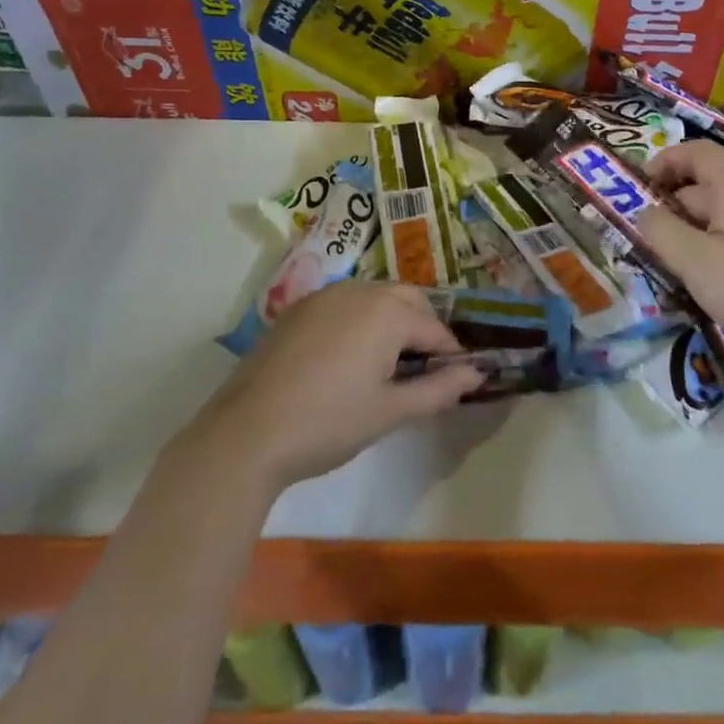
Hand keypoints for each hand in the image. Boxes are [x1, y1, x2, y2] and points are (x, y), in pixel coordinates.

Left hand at [198, 280, 485, 490]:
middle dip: (424, 329)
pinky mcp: (298, 309)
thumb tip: (476, 374)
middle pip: (408, 300)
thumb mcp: (391, 411)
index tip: (455, 382)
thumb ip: (439, 389)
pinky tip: (348, 358)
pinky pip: (344, 304)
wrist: (247, 433)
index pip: (435, 329)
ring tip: (387, 365)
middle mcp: (360, 291)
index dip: (451, 356)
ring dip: (392, 320)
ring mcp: (325, 296)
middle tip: (422, 372)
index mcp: (388, 312)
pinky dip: (360, 321)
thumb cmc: (329, 422)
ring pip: (375, 297)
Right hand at [638, 140, 723, 362]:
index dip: (666, 159)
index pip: (700, 152)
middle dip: (667, 205)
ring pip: (712, 218)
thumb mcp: (694, 260)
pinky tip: (691, 281)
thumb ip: (660, 230)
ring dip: (682, 232)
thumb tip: (643, 213)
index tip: (639, 186)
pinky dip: (702, 250)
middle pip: (702, 187)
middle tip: (640, 236)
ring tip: (659, 262)